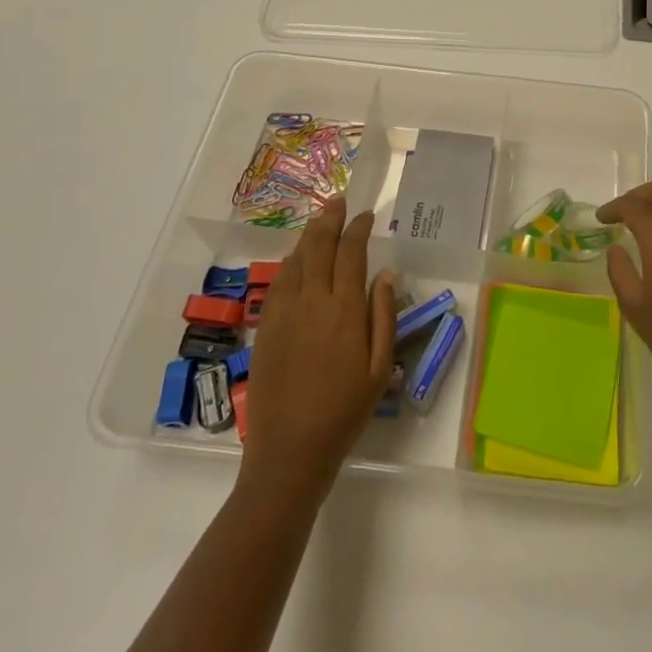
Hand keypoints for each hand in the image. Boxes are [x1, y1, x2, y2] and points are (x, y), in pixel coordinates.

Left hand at [240, 198, 395, 496]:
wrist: (289, 451)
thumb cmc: (344, 411)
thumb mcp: (380, 368)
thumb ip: (384, 316)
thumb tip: (386, 274)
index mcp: (344, 310)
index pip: (351, 253)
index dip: (358, 229)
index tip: (366, 215)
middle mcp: (312, 302)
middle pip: (319, 246)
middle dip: (330, 219)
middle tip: (339, 201)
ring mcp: (284, 313)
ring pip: (296, 259)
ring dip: (309, 235)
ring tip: (320, 221)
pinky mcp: (265, 327)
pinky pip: (279, 281)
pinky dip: (291, 261)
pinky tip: (298, 259)